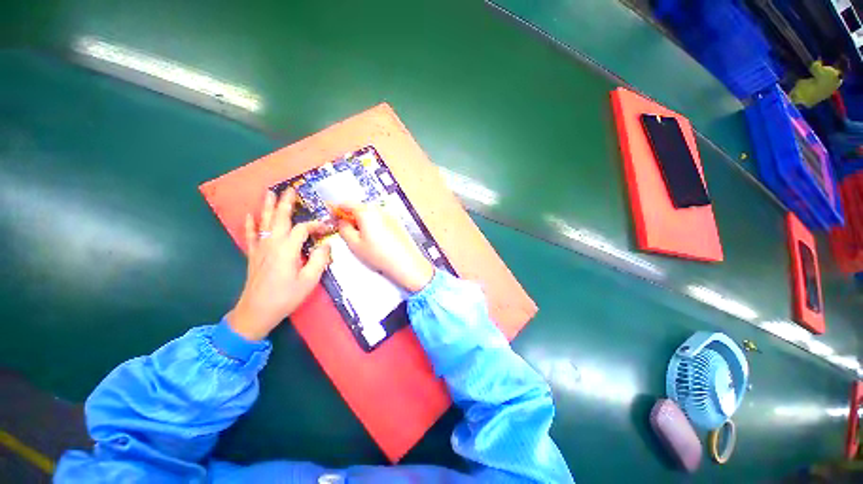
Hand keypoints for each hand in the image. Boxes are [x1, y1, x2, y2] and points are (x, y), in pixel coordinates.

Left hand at [227, 189, 331, 340]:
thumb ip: (319, 260)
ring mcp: (260, 248)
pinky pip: (251, 235)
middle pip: (279, 218)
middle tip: (290, 189)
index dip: (315, 225)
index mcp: (287, 249)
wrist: (256, 312)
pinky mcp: (253, 255)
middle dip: (286, 203)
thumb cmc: (285, 297)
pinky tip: (250, 215)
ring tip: (270, 193)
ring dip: (268, 207)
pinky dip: (250, 224)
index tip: (326, 228)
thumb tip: (326, 246)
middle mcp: (272, 244)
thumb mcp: (309, 280)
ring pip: (264, 222)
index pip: (302, 229)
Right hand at [337, 203, 433, 292]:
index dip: (336, 209)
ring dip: (362, 221)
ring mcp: (389, 215)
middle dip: (350, 216)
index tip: (331, 215)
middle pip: (359, 208)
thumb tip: (342, 221)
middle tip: (345, 229)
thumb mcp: (354, 244)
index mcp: (366, 212)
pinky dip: (373, 224)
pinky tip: (374, 239)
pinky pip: (379, 219)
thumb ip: (343, 228)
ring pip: (370, 214)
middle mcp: (379, 209)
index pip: (346, 203)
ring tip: (361, 238)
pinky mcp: (396, 222)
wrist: (405, 262)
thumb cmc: (379, 254)